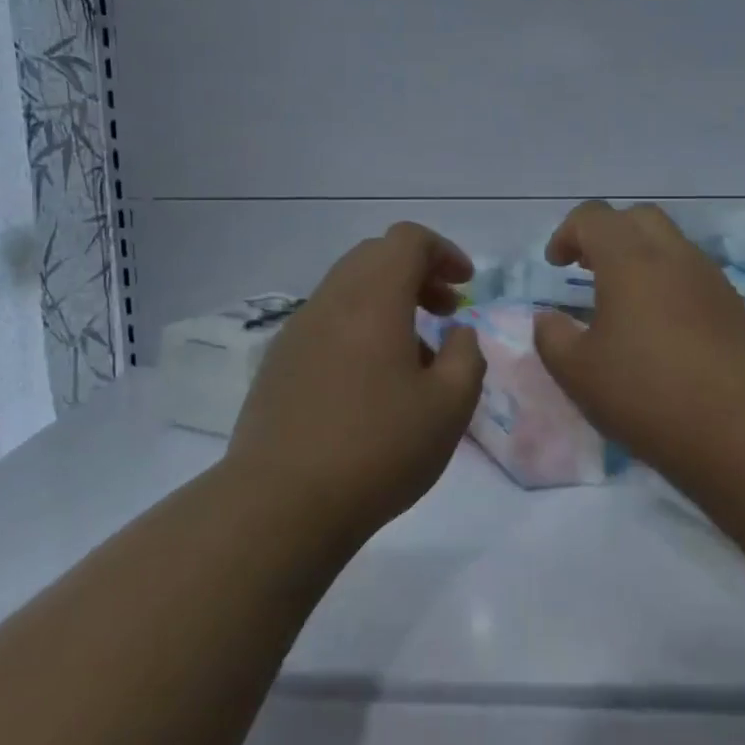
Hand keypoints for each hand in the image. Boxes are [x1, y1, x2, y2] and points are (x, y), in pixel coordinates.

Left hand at [225, 222, 486, 545]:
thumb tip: (458, 333)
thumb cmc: (377, 449)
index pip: (407, 240)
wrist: (281, 504)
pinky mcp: (278, 362)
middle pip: (375, 256)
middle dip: (417, 274)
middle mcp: (331, 300)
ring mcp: (298, 330)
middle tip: (445, 312)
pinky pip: (327, 321)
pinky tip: (371, 381)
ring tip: (415, 354)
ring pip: (349, 289)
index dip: (443, 252)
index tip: (465, 286)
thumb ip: (466, 356)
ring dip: (388, 301)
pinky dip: (359, 326)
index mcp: (373, 298)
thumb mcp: (449, 406)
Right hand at [532, 201, 744, 473]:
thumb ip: (551, 337)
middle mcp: (673, 255)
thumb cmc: (648, 395)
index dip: (566, 233)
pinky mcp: (733, 305)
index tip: (555, 266)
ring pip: (669, 243)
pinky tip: (659, 327)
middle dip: (607, 234)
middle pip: (636, 217)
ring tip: (622, 301)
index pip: (593, 216)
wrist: (742, 431)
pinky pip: (692, 273)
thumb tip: (548, 318)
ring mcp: (709, 278)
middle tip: (588, 269)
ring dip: (639, 257)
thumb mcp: (578, 373)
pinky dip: (667, 282)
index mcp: (629, 259)